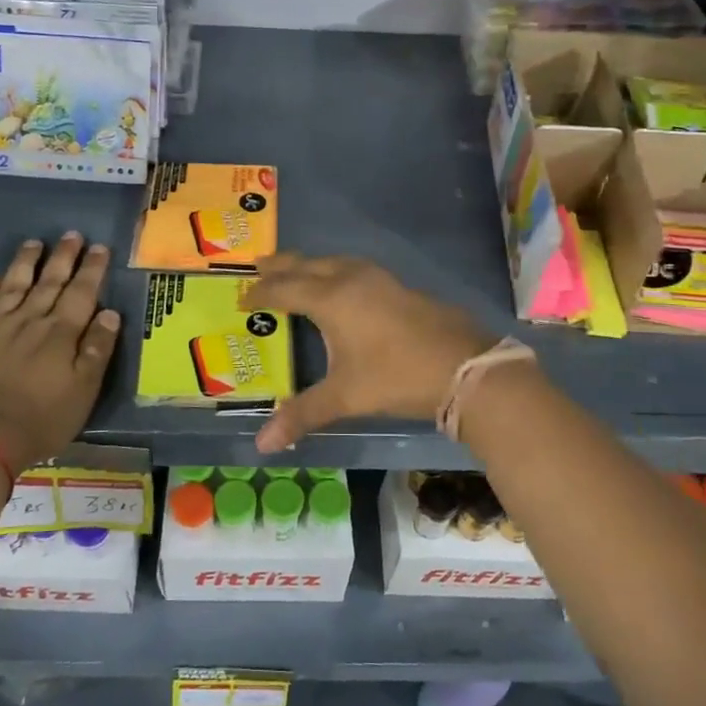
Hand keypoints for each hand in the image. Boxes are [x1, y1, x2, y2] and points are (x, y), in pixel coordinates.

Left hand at [0, 234, 120, 467]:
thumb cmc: (41, 419)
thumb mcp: (83, 390)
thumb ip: (97, 350)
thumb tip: (110, 313)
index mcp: (61, 333)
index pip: (81, 292)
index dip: (91, 269)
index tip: (99, 248)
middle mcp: (30, 320)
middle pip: (49, 281)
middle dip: (63, 257)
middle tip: (72, 234)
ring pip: (14, 284)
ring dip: (26, 262)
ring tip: (34, 243)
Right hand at [241, 255, 495, 452]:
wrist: (464, 367)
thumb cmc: (397, 376)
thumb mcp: (345, 397)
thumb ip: (302, 415)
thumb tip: (261, 444)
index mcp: (331, 298)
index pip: (284, 289)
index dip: (261, 293)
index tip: (241, 299)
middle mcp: (351, 279)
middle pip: (307, 265)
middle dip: (281, 266)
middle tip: (258, 266)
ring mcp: (379, 279)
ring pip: (334, 262)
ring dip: (310, 265)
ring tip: (295, 272)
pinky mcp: (399, 286)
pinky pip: (354, 269)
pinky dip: (335, 271)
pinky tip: (342, 286)